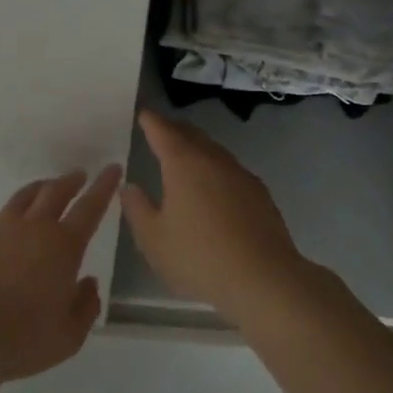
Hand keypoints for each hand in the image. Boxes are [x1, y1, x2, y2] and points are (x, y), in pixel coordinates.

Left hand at [0, 167, 120, 383]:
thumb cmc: (21, 340)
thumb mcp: (69, 336)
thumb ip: (86, 307)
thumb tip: (88, 283)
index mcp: (63, 246)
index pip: (91, 207)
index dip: (104, 186)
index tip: (112, 168)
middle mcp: (32, 226)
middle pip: (55, 192)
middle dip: (71, 181)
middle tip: (78, 176)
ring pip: (22, 198)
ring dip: (38, 191)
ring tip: (43, 191)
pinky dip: (0, 220)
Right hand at [120, 110, 310, 317]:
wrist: (263, 278)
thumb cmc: (199, 257)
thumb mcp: (154, 239)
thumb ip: (138, 209)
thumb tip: (130, 186)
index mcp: (184, 164)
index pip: (164, 132)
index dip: (152, 122)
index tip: (144, 114)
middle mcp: (214, 160)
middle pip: (192, 135)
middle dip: (175, 130)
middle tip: (161, 129)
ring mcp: (241, 175)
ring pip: (214, 151)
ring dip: (198, 148)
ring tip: (185, 156)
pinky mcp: (260, 194)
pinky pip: (230, 170)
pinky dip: (216, 169)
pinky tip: (214, 186)